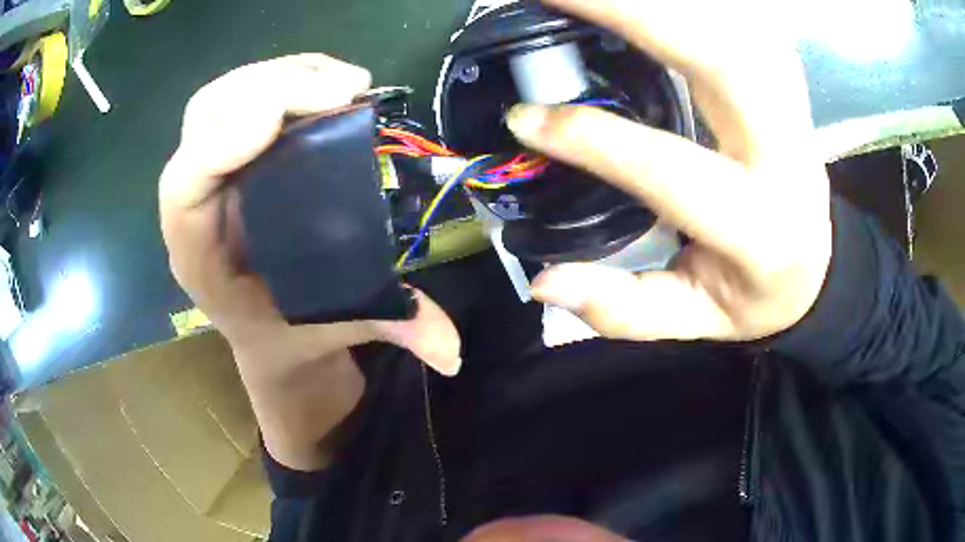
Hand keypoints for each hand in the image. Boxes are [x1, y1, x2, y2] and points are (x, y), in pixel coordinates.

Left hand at [159, 54, 460, 375]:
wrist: (271, 325)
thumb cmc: (289, 331)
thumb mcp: (336, 329)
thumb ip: (390, 328)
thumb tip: (453, 350)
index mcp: (199, 256)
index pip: (184, 188)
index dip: (221, 143)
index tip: (281, 121)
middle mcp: (198, 202)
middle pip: (204, 120)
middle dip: (266, 89)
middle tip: (340, 90)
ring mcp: (215, 167)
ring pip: (225, 96)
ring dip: (284, 74)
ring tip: (346, 82)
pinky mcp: (239, 147)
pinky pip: (251, 92)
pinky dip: (292, 74)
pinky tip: (334, 82)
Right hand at [507, 0, 831, 341]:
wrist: (817, 260)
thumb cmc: (757, 292)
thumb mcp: (695, 319)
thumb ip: (624, 308)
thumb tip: (545, 281)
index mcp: (761, 226)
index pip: (674, 172)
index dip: (595, 141)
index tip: (524, 116)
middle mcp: (785, 149)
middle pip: (718, 56)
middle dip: (630, 12)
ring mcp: (790, 98)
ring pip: (731, 22)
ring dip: (657, 1)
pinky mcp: (781, 70)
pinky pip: (736, 15)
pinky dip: (692, 3)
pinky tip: (645, 3)